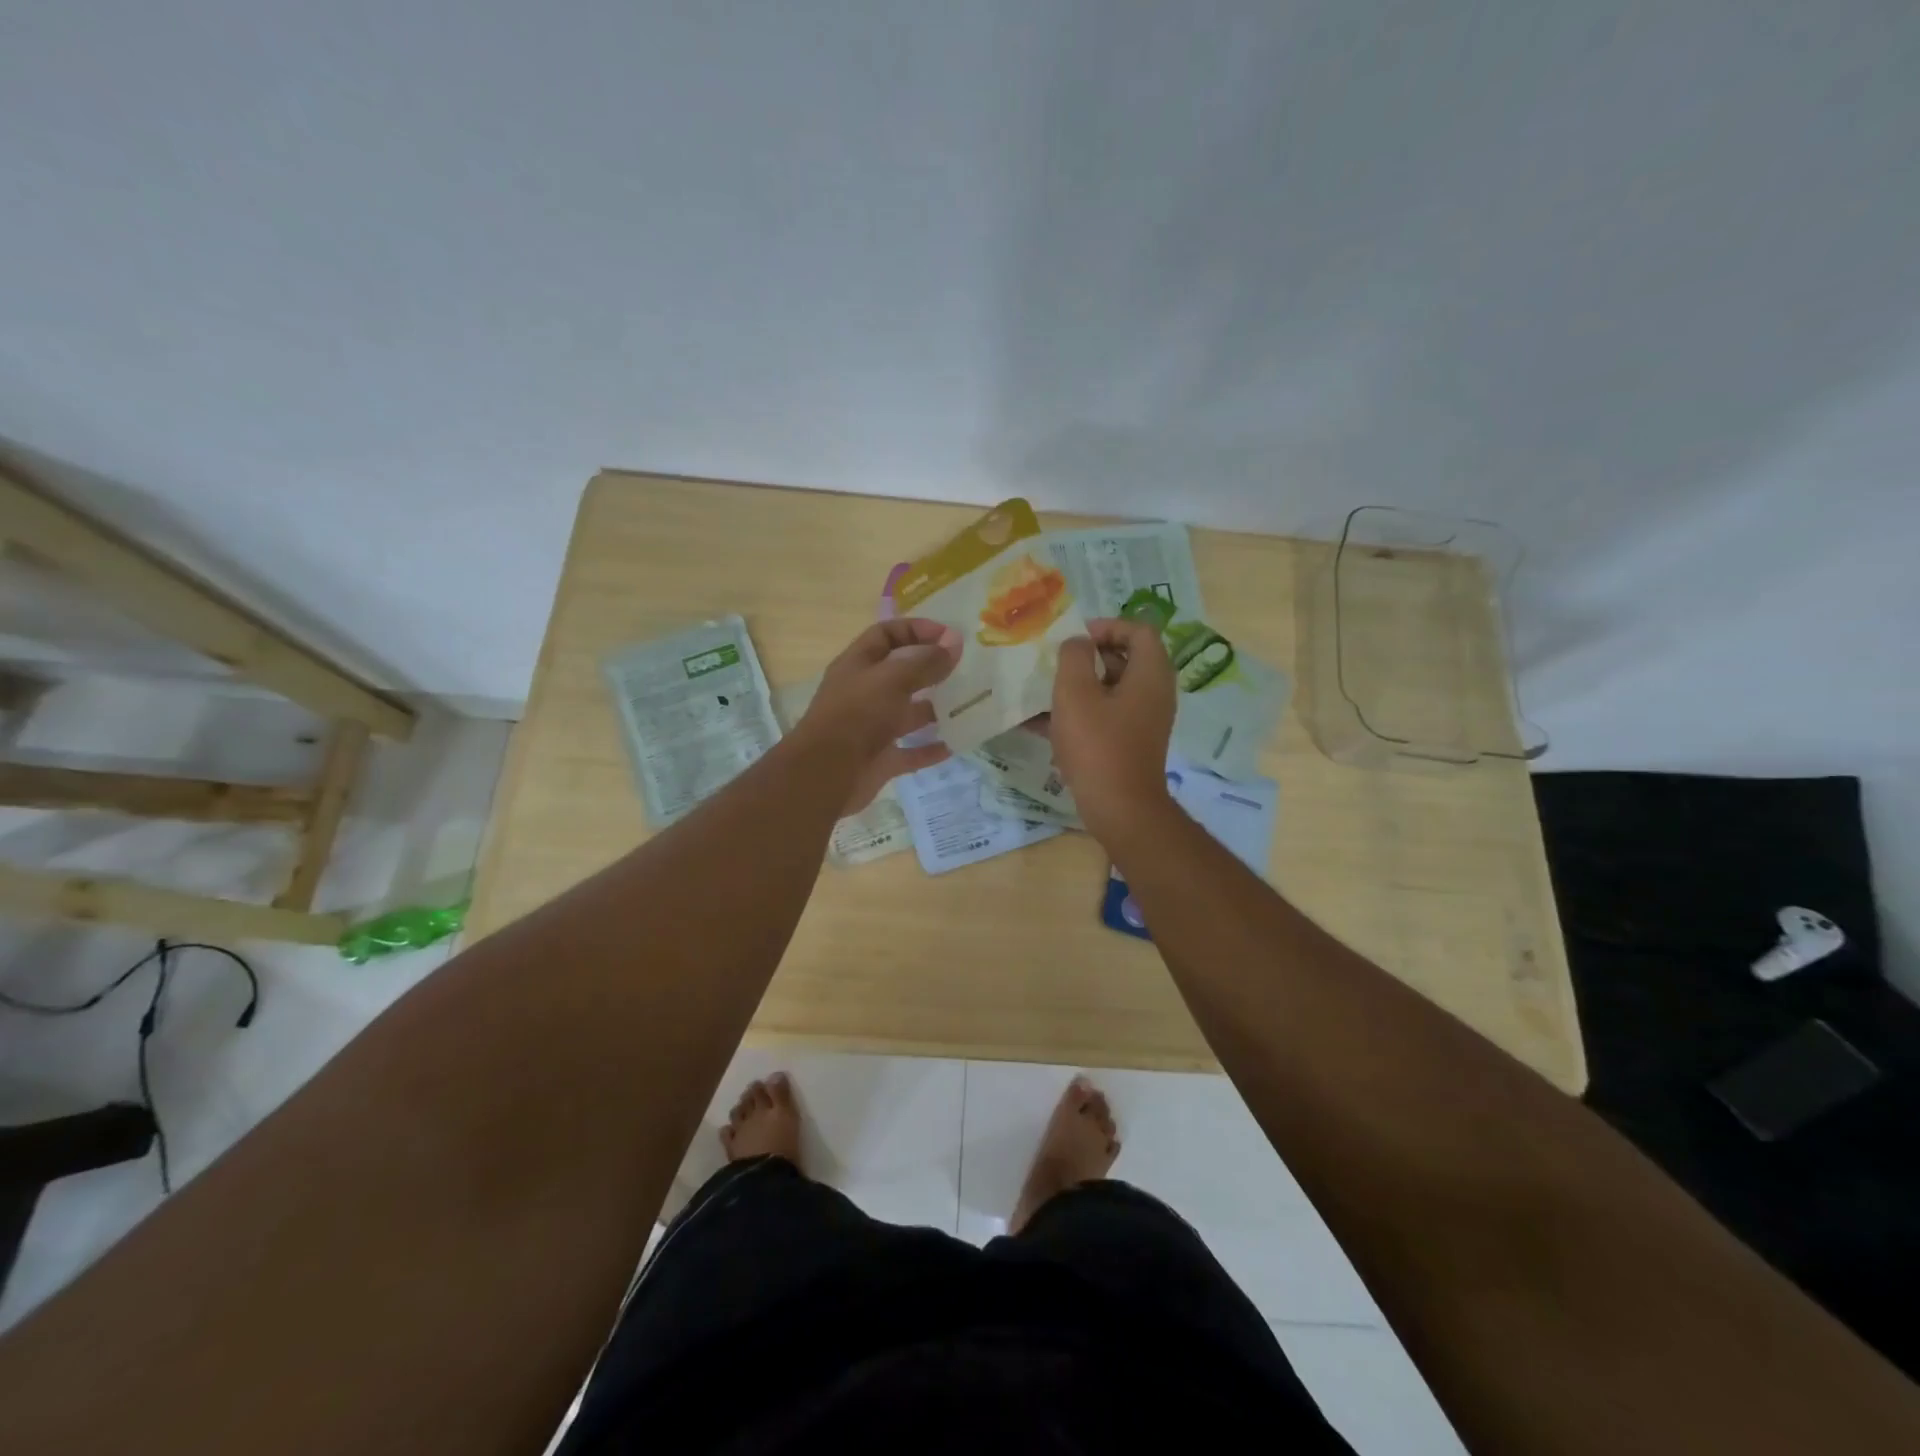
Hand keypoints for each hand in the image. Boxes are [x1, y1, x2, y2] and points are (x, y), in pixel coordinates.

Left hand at [799, 617, 960, 811]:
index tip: (950, 636)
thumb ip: (925, 662)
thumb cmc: (857, 715)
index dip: (917, 629)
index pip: (887, 634)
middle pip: (901, 673)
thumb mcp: (893, 679)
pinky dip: (931, 748)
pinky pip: (911, 751)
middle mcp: (864, 693)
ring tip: (968, 705)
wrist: (827, 774)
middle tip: (967, 668)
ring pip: (908, 713)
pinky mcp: (881, 759)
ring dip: (936, 710)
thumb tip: (955, 643)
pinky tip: (956, 744)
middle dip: (932, 669)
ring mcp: (872, 728)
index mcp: (858, 665)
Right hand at [1048, 617, 1176, 838]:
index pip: (1138, 630)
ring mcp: (1143, 720)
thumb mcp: (1075, 692)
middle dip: (1086, 657)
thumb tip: (1077, 644)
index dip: (1106, 626)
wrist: (1119, 808)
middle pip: (1124, 658)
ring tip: (1041, 692)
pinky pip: (1103, 716)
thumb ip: (1073, 657)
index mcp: (1150, 674)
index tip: (1075, 640)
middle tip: (1055, 663)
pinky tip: (1039, 723)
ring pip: (1109, 689)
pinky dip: (1078, 713)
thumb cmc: (1097, 744)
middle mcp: (1153, 693)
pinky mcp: (1129, 743)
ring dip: (1077, 687)